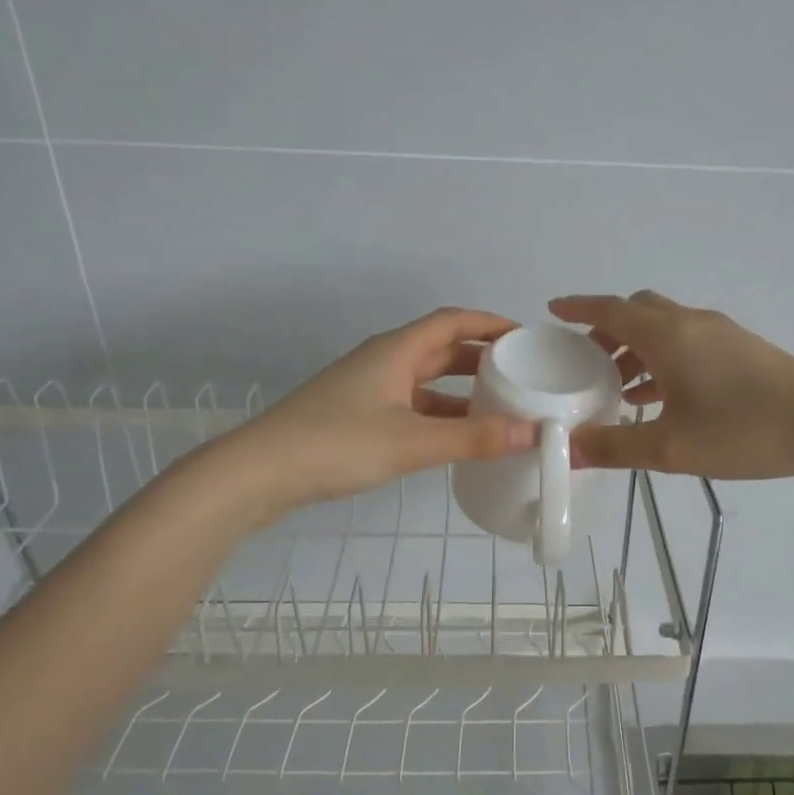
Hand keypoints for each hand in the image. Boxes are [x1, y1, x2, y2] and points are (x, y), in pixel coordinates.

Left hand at [244, 308, 537, 506]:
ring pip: (425, 381)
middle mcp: (383, 362)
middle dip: (481, 358)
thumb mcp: (413, 442)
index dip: (489, 323)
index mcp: (396, 351)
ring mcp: (367, 390)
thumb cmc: (338, 444)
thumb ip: (474, 438)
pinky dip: (438, 416)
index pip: (452, 321)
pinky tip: (456, 438)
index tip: (526, 337)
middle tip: (521, 375)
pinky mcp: (356, 418)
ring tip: (499, 408)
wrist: (259, 473)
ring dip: (460, 391)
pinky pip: (410, 406)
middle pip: (440, 349)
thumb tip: (534, 431)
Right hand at [549, 292, 793, 478]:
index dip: (579, 307)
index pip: (611, 309)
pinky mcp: (741, 348)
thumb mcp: (672, 447)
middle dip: (607, 331)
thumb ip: (615, 447)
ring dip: (636, 348)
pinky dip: (663, 358)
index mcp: (668, 336)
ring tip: (618, 389)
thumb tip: (569, 450)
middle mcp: (691, 323)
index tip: (554, 310)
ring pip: (664, 327)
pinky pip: (687, 342)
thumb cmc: (744, 431)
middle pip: (638, 311)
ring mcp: (720, 333)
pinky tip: (661, 397)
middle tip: (586, 363)